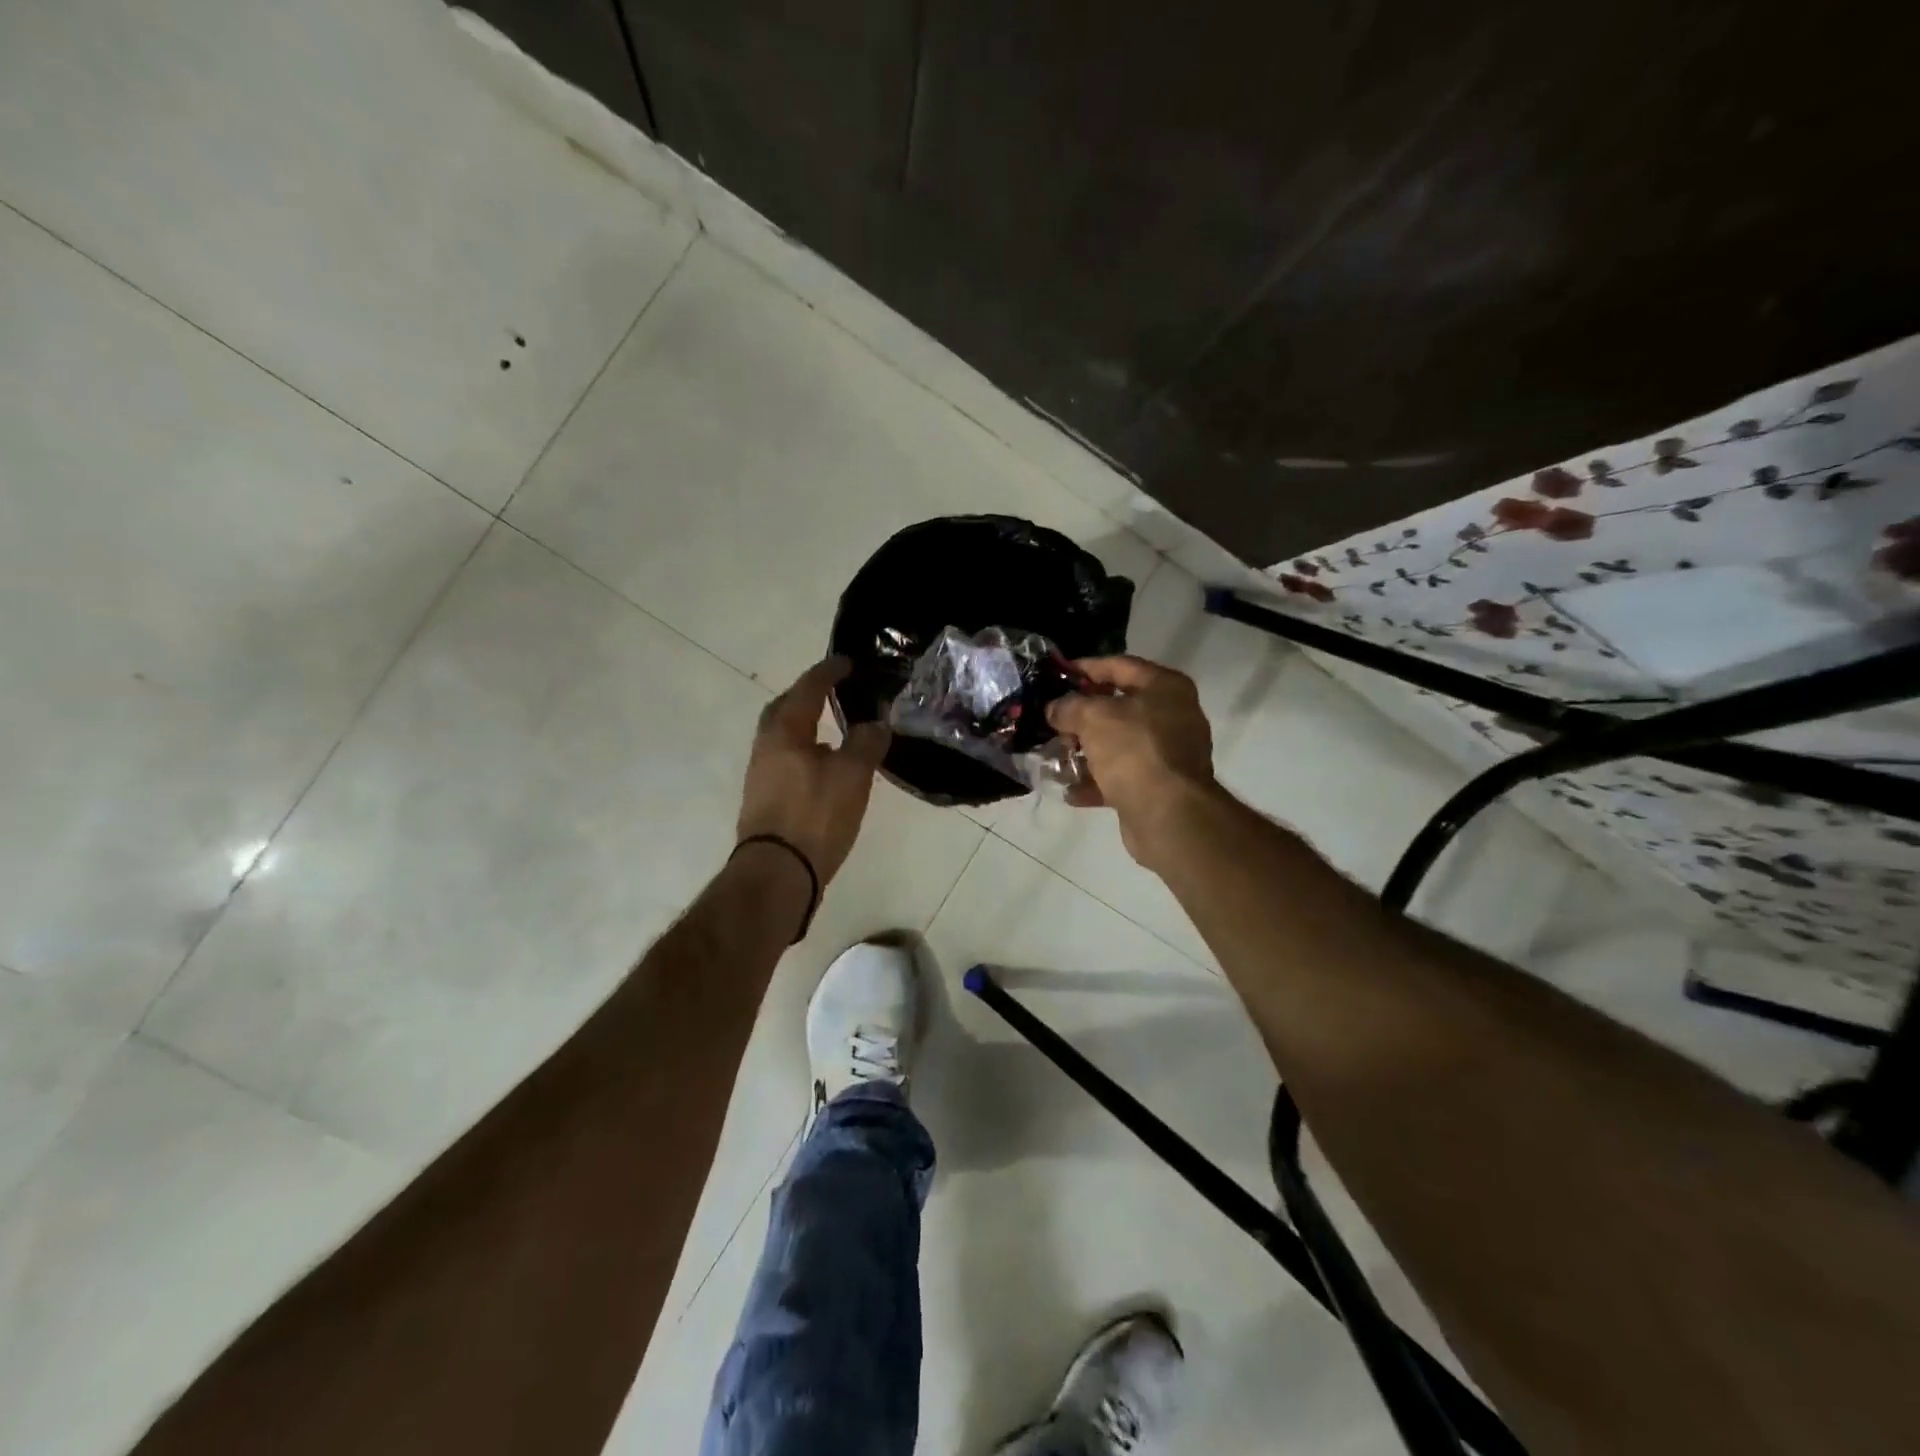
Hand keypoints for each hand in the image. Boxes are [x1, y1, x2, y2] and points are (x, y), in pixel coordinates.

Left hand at [738, 657, 890, 884]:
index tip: (847, 662)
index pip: (808, 688)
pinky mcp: (764, 800)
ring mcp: (761, 775)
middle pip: (784, 709)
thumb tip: (875, 723)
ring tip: (833, 730)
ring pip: (782, 737)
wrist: (777, 872)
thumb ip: (866, 742)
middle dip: (806, 695)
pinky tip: (823, 767)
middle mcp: (766, 746)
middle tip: (832, 691)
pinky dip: (804, 751)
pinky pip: (784, 760)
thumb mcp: (852, 775)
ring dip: (805, 726)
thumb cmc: (815, 815)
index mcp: (785, 731)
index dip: (829, 672)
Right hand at [1047, 656, 1217, 866]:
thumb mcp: (1092, 718)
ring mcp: (1168, 753)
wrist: (1168, 814)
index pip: (1120, 666)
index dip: (1086, 667)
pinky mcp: (1160, 786)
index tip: (1058, 673)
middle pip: (1118, 707)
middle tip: (1052, 721)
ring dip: (1085, 752)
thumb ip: (1068, 707)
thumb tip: (1055, 709)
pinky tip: (1071, 791)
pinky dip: (1097, 782)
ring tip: (1055, 757)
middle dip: (1081, 717)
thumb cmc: (1133, 750)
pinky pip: (1122, 777)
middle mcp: (1173, 715)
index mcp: (1165, 687)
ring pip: (1118, 745)